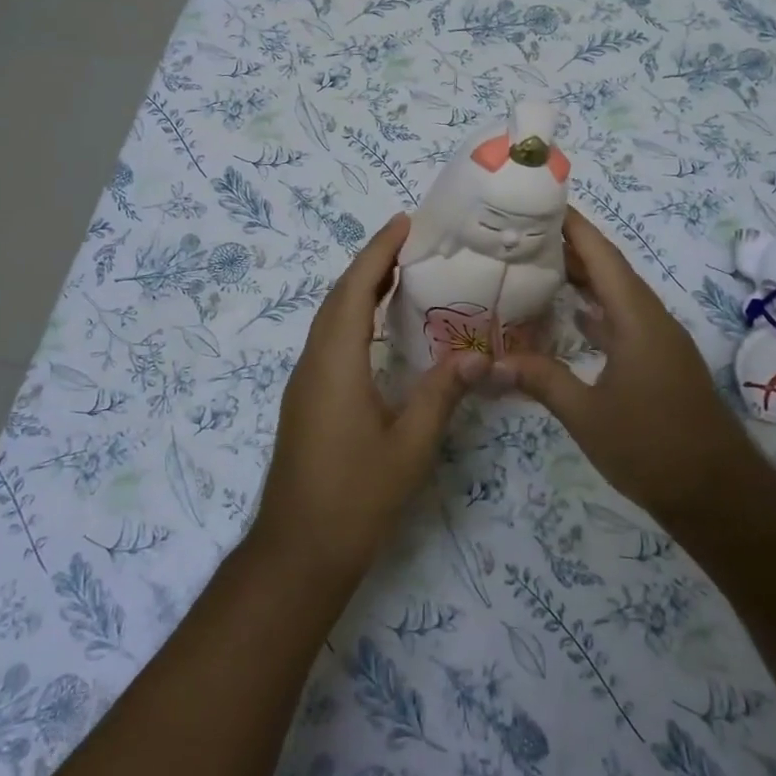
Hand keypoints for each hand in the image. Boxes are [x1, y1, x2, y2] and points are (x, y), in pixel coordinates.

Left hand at [250, 214, 488, 585]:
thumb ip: (441, 394)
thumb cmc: (355, 498)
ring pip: (329, 319)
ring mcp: (304, 383)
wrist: (298, 553)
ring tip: (399, 272)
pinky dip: (352, 316)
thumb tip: (477, 354)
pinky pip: (328, 340)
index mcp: (335, 363)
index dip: (377, 253)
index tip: (402, 223)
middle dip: (370, 263)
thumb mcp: (409, 446)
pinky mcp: (306, 400)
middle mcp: (313, 363)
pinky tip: (377, 328)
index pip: (353, 290)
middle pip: (338, 297)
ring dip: (359, 289)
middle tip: (409, 241)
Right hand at [497, 207, 761, 528]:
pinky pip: (623, 321)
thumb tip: (489, 364)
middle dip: (571, 247)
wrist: (718, 494)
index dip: (575, 226)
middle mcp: (651, 319)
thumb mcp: (587, 415)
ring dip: (584, 278)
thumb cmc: (652, 447)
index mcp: (637, 319)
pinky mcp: (659, 363)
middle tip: (525, 233)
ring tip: (539, 264)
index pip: (603, 257)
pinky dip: (596, 311)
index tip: (542, 202)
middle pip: (610, 270)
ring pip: (617, 296)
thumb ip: (541, 381)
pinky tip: (571, 317)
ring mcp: (658, 341)